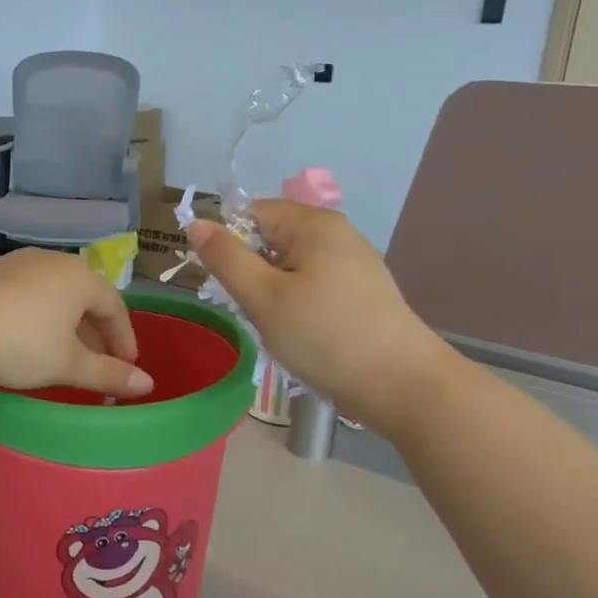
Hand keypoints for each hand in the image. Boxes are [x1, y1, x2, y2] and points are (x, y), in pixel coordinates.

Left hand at [0, 249, 152, 397]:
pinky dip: (37, 318)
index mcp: (79, 277)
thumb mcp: (67, 364)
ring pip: (53, 295)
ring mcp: (15, 264)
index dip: (124, 339)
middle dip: (94, 333)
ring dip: (65, 326)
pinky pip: (25, 295)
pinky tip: (26, 341)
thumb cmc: (21, 343)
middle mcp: (50, 261)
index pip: (115, 306)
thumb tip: (147, 385)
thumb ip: (108, 374)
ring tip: (63, 356)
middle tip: (97, 365)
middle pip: (84, 297)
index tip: (126, 369)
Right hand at [189, 202, 449, 423]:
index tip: (222, 284)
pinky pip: (311, 286)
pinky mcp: (361, 292)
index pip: (251, 213)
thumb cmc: (325, 335)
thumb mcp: (263, 297)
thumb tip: (197, 223)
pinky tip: (302, 335)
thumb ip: (226, 258)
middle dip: (252, 273)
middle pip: (271, 239)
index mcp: (314, 224)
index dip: (228, 243)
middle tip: (253, 312)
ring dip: (272, 295)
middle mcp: (336, 234)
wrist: (400, 384)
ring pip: (289, 267)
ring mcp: (353, 263)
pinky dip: (296, 306)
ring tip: (279, 328)